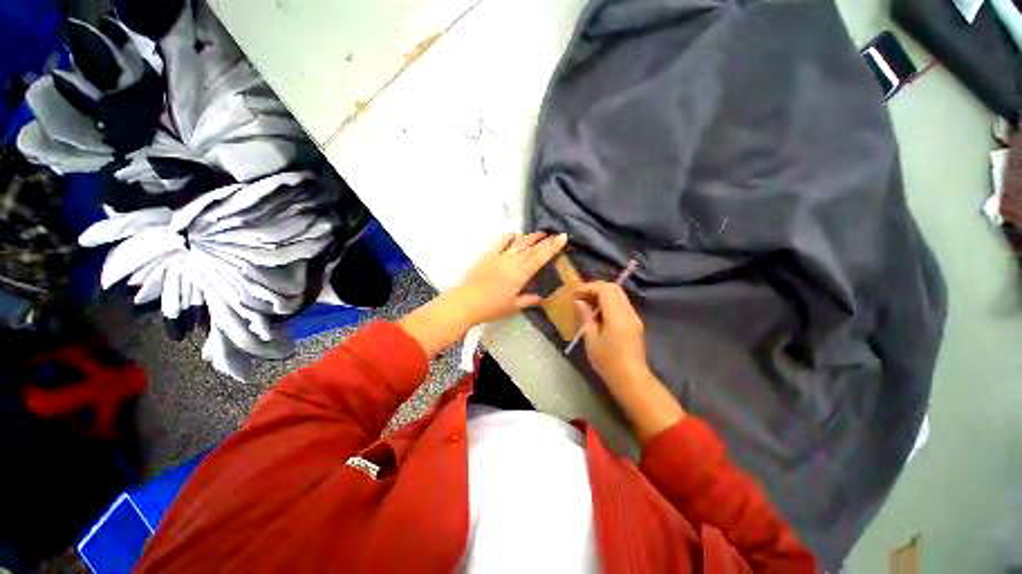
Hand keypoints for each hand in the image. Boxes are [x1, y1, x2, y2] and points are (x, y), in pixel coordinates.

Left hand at [453, 232, 567, 325]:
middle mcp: (512, 262)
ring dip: (531, 237)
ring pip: (519, 243)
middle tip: (556, 234)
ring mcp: (499, 257)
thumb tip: (541, 298)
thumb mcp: (513, 307)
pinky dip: (509, 237)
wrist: (466, 302)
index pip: (540, 258)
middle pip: (532, 249)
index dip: (552, 248)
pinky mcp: (488, 255)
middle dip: (545, 241)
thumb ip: (528, 300)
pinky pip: (500, 242)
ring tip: (541, 233)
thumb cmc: (491, 308)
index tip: (562, 237)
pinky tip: (514, 236)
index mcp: (520, 275)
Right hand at [575, 281, 648, 386]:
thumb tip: (580, 302)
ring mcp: (634, 317)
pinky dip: (609, 301)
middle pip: (614, 288)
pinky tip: (598, 311)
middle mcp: (628, 312)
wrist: (631, 379)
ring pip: (619, 295)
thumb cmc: (608, 361)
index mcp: (617, 316)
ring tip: (587, 301)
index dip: (589, 287)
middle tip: (580, 294)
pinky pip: (621, 304)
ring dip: (603, 293)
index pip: (605, 290)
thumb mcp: (591, 339)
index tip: (575, 292)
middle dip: (596, 287)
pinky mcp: (635, 323)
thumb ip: (586, 317)